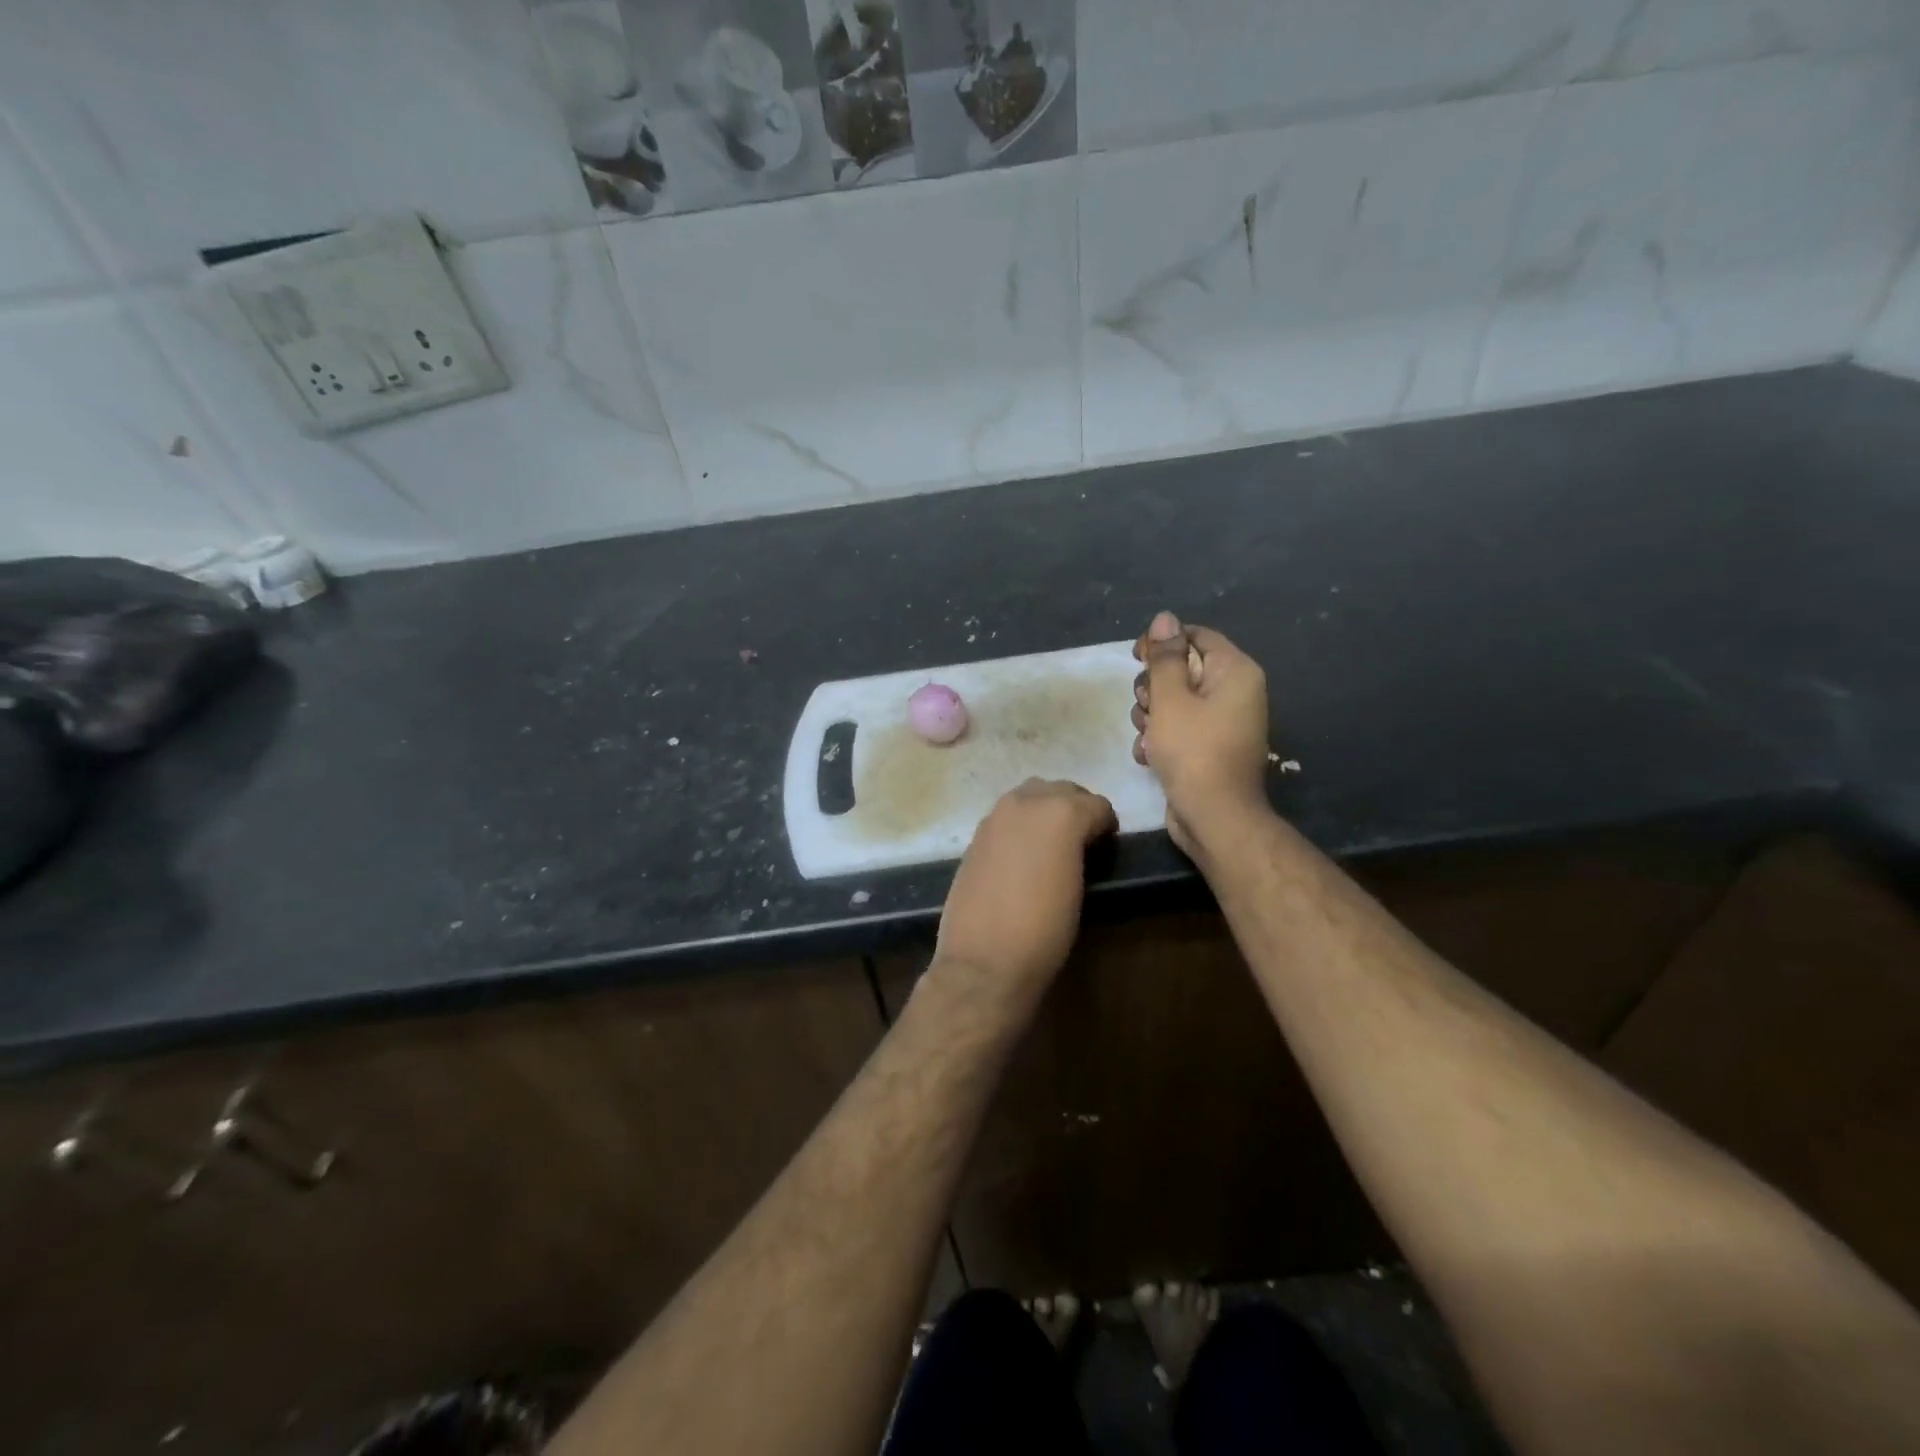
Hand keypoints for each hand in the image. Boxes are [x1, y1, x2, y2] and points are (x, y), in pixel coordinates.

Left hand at [935, 778, 1116, 993]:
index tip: (1107, 845)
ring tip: (1052, 844)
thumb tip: (1082, 843)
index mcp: (1061, 812)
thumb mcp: (1080, 888)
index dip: (1106, 824)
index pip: (1096, 804)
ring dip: (1045, 810)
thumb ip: (1082, 850)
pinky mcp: (975, 835)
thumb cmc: (1045, 930)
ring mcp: (995, 816)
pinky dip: (1020, 825)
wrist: (985, 959)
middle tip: (1083, 840)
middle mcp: (1025, 802)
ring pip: (1030, 795)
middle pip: (1061, 789)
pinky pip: (1006, 816)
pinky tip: (1023, 855)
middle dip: (1076, 808)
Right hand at [1131, 611, 1270, 853]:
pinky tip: (1149, 755)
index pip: (1195, 636)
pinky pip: (1178, 729)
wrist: (1214, 817)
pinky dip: (1160, 739)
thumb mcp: (1171, 699)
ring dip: (1151, 716)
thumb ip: (1164, 658)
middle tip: (1148, 707)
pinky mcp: (1208, 748)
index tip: (1136, 657)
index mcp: (1234, 672)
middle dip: (1154, 688)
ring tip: (1148, 737)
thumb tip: (1165, 619)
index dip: (1163, 642)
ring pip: (1174, 702)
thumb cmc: (1193, 751)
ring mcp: (1222, 723)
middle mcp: (1234, 693)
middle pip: (1182, 670)